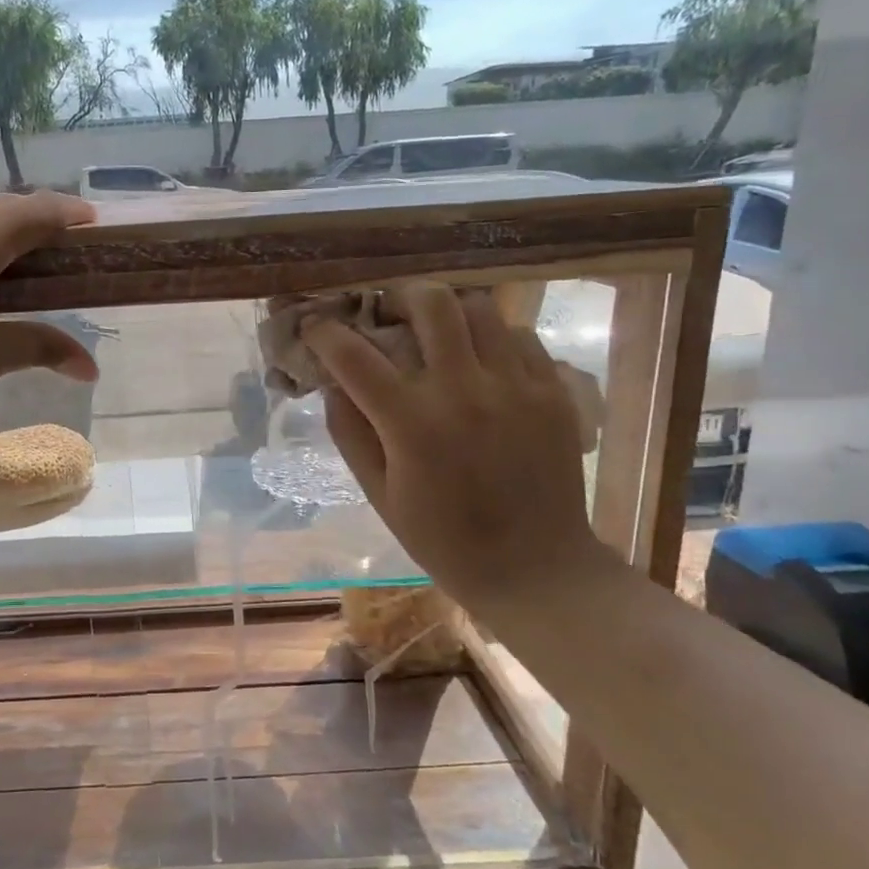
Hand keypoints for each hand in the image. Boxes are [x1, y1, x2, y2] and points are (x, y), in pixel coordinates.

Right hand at [303, 284, 603, 605]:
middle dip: (398, 298)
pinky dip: (491, 338)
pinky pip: (521, 336)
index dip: (325, 333)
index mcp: (412, 424)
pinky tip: (482, 363)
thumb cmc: (443, 540)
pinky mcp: (554, 392)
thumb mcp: (379, 494)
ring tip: (438, 334)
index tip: (314, 327)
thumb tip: (333, 385)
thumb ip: (350, 433)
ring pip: (480, 308)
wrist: (536, 569)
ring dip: (448, 313)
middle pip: (430, 303)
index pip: (354, 355)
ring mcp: (517, 386)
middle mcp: (465, 391)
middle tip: (389, 316)